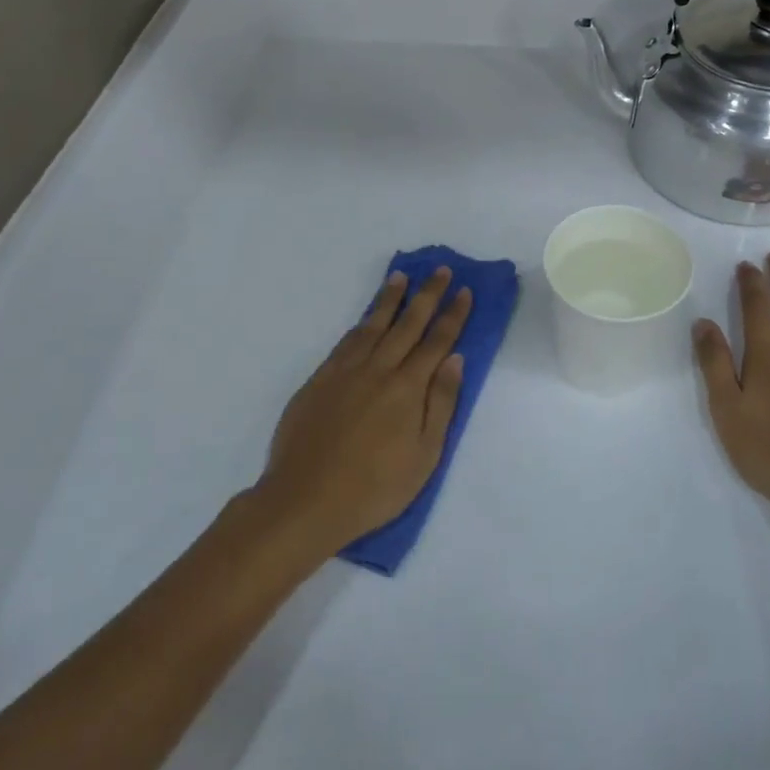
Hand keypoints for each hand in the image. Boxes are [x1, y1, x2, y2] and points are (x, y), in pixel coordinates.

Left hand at [256, 267, 472, 555]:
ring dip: (390, 299)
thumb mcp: (424, 456)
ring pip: (373, 325)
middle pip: (408, 324)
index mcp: (408, 388)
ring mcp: (345, 372)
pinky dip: (360, 322)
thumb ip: (441, 403)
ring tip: (401, 277)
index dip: (452, 315)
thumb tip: (455, 359)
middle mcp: (378, 369)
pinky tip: (366, 317)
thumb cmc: (375, 487)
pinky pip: (346, 341)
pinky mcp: (319, 380)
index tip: (464, 291)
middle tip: (439, 269)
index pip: (437, 341)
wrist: (305, 499)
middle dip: (427, 295)